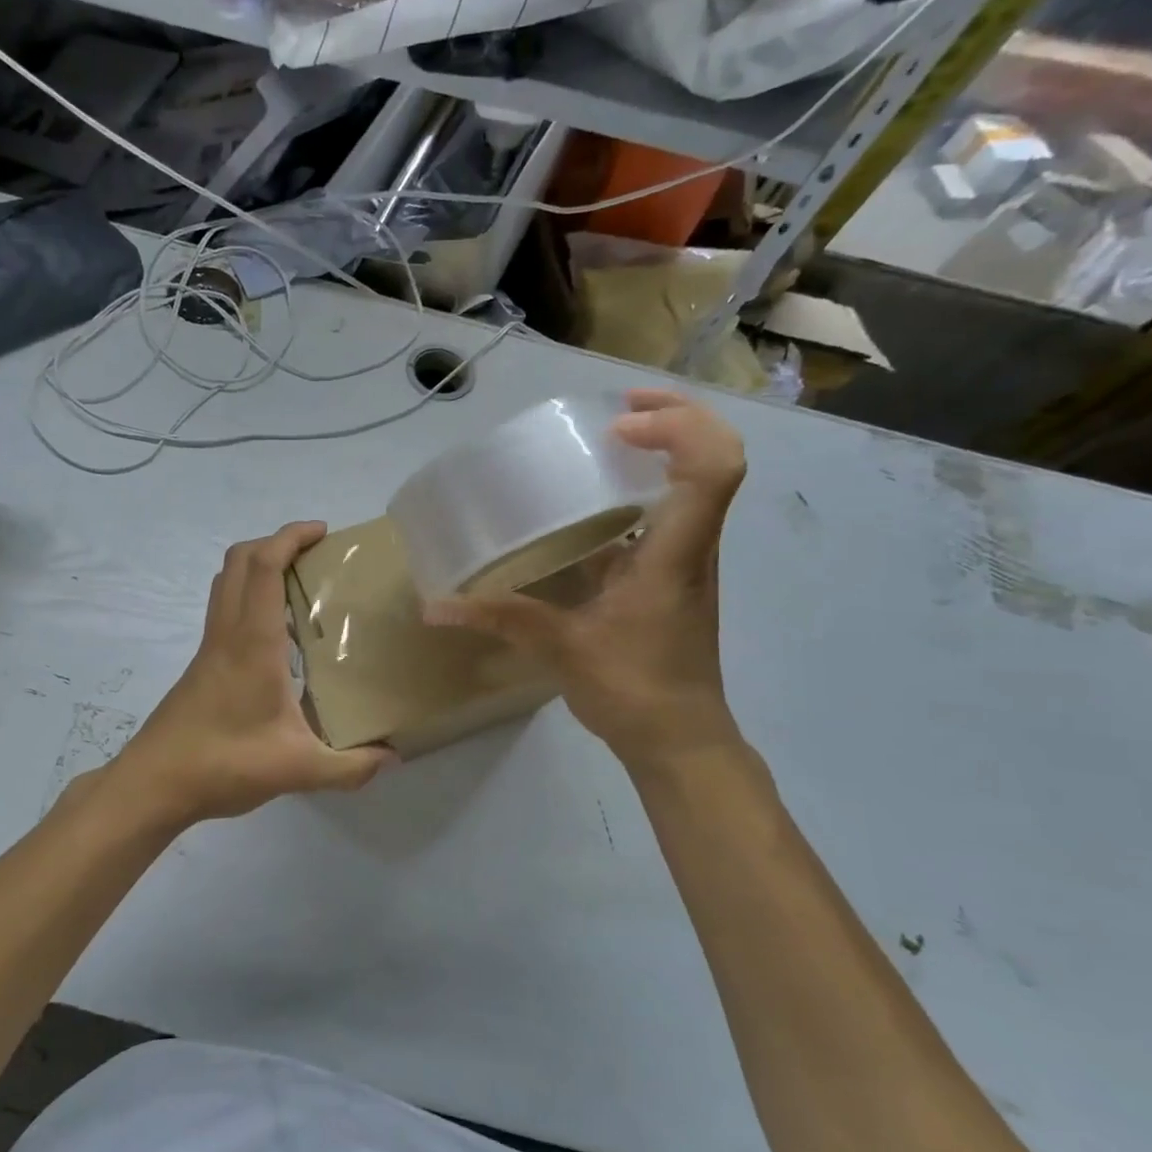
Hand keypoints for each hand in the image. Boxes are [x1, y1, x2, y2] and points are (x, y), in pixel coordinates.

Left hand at [114, 522, 394, 825]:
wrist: (154, 783)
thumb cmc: (223, 764)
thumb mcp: (297, 769)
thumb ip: (349, 767)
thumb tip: (392, 757)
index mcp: (252, 642)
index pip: (263, 566)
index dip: (290, 536)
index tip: (322, 532)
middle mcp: (227, 633)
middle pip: (239, 561)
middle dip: (274, 542)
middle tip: (314, 554)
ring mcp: (209, 647)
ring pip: (225, 582)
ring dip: (257, 566)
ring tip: (298, 585)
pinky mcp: (201, 665)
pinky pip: (224, 610)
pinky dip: (249, 598)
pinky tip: (277, 638)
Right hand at [425, 390, 745, 772]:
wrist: (681, 741)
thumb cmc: (634, 690)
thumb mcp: (562, 649)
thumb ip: (501, 619)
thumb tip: (436, 605)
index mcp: (675, 554)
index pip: (713, 469)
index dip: (678, 428)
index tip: (619, 427)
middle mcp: (691, 547)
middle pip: (714, 461)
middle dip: (673, 419)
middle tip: (616, 410)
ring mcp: (685, 561)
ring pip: (696, 485)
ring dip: (663, 451)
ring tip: (605, 441)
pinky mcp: (670, 577)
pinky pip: (668, 515)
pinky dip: (641, 491)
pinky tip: (591, 507)